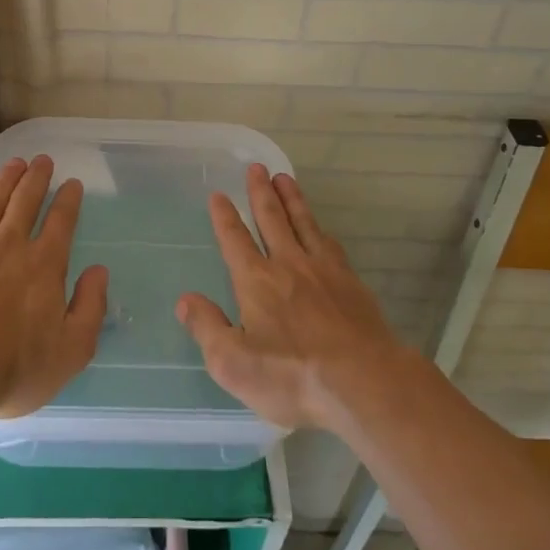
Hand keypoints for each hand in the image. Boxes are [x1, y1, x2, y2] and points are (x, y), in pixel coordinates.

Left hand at [0, 155, 108, 419]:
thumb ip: (90, 307)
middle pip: (25, 202)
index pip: (61, 222)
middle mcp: (10, 246)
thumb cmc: (14, 368)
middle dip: (37, 178)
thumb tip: (99, 272)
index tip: (73, 183)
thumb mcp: (71, 350)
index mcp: (45, 265)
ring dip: (5, 181)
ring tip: (14, 164)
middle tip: (42, 160)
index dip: (69, 199)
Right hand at [177, 164, 408, 431]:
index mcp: (256, 281)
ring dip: (292, 199)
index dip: (225, 217)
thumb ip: (207, 328)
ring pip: (303, 223)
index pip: (235, 240)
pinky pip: (330, 243)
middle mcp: (288, 264)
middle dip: (260, 192)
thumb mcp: (234, 364)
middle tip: (256, 167)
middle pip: (272, 219)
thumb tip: (185, 300)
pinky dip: (319, 228)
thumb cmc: (292, 376)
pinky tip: (320, 228)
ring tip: (284, 178)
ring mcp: (323, 270)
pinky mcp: (351, 282)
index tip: (219, 195)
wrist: (364, 381)